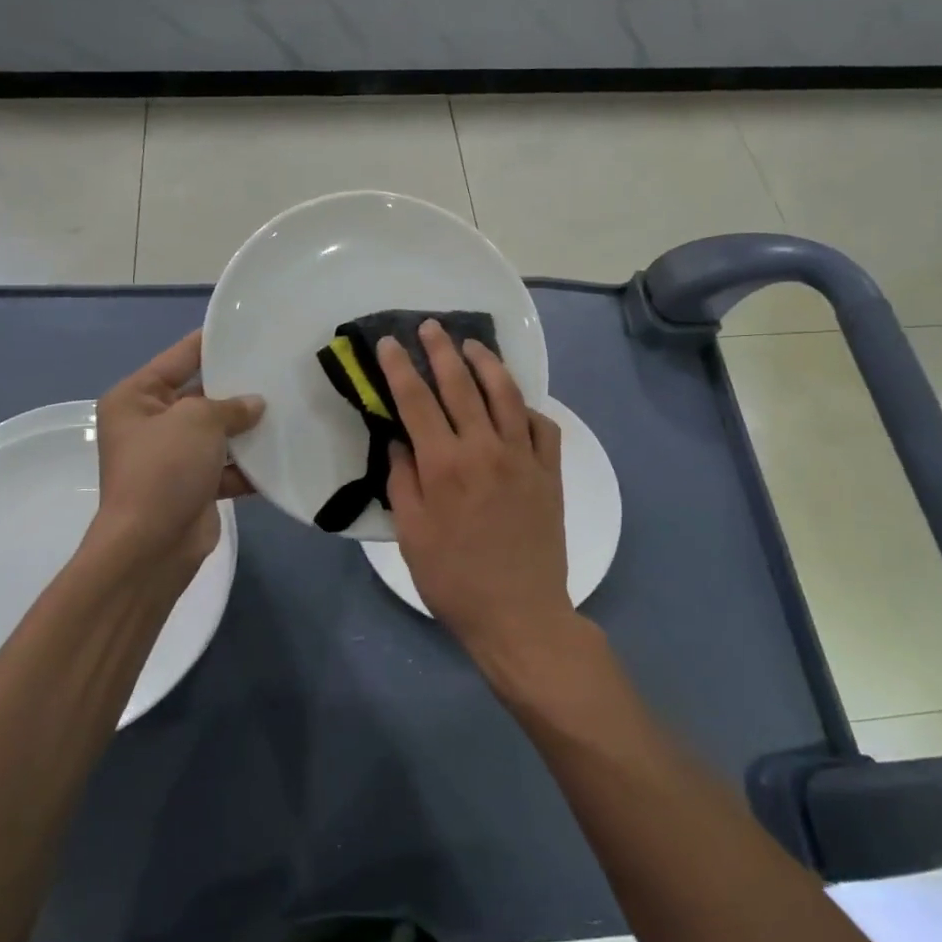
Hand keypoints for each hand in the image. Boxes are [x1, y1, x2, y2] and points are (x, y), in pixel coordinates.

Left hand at [91, 331, 263, 577]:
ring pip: (217, 433)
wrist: (152, 545)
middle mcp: (150, 424)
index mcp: (136, 398)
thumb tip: (255, 405)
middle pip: (201, 395)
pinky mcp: (193, 487)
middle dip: (237, 389)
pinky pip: (226, 466)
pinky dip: (249, 465)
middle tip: (279, 370)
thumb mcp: (197, 420)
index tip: (248, 330)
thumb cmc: (164, 469)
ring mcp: (172, 458)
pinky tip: (283, 453)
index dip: (212, 343)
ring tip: (289, 409)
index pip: (179, 357)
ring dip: (247, 429)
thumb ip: (229, 405)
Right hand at [378, 320, 571, 667]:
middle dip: (442, 350)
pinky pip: (542, 426)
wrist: (519, 614)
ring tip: (472, 346)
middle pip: (461, 385)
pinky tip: (516, 402)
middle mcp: (485, 449)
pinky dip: (527, 407)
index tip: (391, 342)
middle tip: (431, 326)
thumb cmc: (454, 580)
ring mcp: (523, 457)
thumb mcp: (412, 534)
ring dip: (488, 364)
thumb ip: (403, 481)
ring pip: (506, 395)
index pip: (418, 401)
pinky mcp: (550, 472)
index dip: (401, 367)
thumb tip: (399, 440)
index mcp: (445, 465)